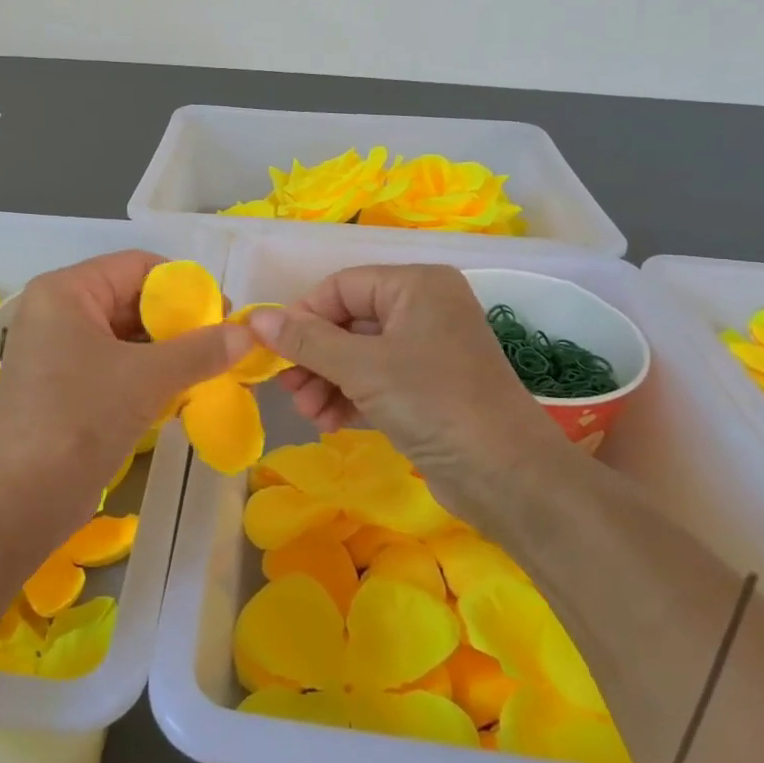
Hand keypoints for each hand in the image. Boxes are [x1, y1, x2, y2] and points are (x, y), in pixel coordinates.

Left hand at [0, 251, 249, 534]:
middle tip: (224, 347)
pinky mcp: (66, 389)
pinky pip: (117, 367)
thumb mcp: (146, 378)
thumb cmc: (79, 418)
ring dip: (169, 352)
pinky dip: (150, 375)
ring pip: (128, 337)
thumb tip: (247, 335)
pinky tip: (183, 393)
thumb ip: (200, 351)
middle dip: (180, 323)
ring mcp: (60, 353)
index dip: (185, 286)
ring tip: (212, 370)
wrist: (17, 500)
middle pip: (133, 300)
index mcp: (68, 291)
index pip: (138, 266)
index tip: (224, 316)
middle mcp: (60, 313)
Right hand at [247, 264, 571, 484]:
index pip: (341, 286)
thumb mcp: (361, 368)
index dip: (303, 316)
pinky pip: (376, 380)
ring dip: (326, 381)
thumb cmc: (433, 403)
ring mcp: (427, 349)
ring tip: (309, 413)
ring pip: (358, 354)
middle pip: (348, 321)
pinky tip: (329, 422)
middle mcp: (423, 308)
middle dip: (314, 357)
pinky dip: (350, 397)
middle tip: (289, 389)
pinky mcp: (428, 388)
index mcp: (415, 285)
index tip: (275, 352)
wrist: (508, 477)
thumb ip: (306, 340)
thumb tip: (256, 318)